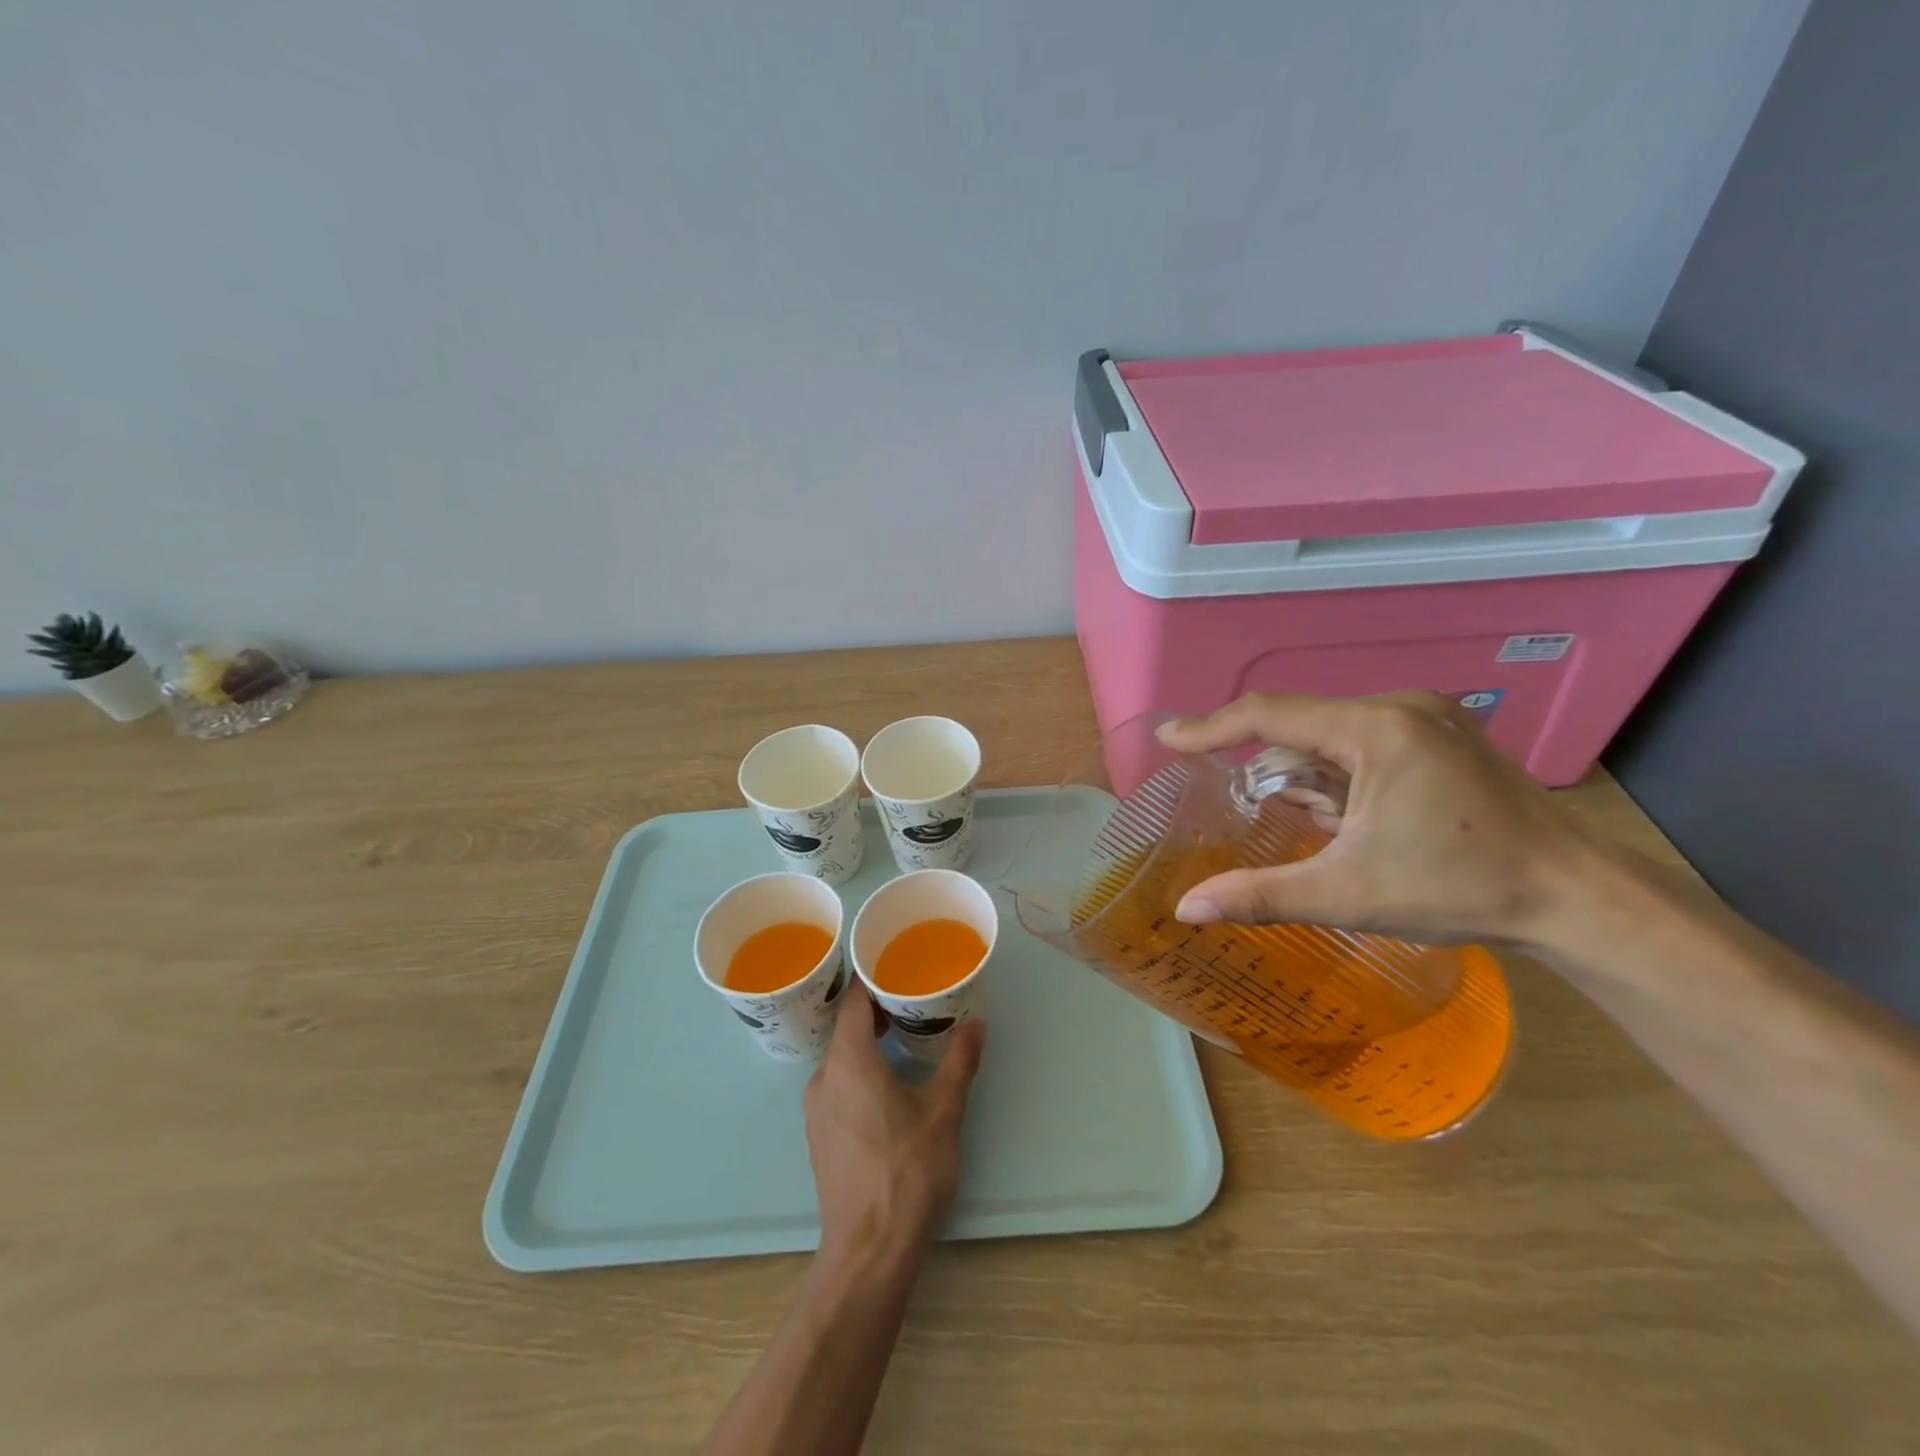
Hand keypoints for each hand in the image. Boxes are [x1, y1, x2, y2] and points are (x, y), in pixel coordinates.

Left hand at [804, 982, 985, 1262]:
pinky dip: (860, 1066)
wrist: (868, 1250)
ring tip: (904, 1031)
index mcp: (849, 1059)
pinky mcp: (819, 1133)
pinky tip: (887, 1078)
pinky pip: (838, 1081)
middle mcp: (824, 1075)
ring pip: (841, 1055)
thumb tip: (977, 1023)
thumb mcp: (943, 1110)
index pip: (854, 999)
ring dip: (868, 1038)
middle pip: (846, 1024)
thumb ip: (960, 1060)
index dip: (872, 975)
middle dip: (877, 1006)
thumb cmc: (906, 1170)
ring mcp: (817, 1107)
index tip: (897, 960)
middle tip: (912, 992)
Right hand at [1158, 691, 1599, 946]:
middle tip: (1243, 807)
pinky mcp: (1443, 737)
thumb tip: (1187, 910)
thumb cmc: (1461, 888)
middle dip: (1270, 769)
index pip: (1270, 714)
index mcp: (1376, 729)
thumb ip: (1260, 896)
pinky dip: (1340, 778)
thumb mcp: (1348, 893)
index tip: (1167, 739)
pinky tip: (1351, 820)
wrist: (1579, 899)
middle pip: (1302, 726)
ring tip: (1320, 830)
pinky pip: (1364, 745)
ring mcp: (1428, 719)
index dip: (1211, 727)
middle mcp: (1401, 708)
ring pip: (1333, 737)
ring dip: (1309, 778)